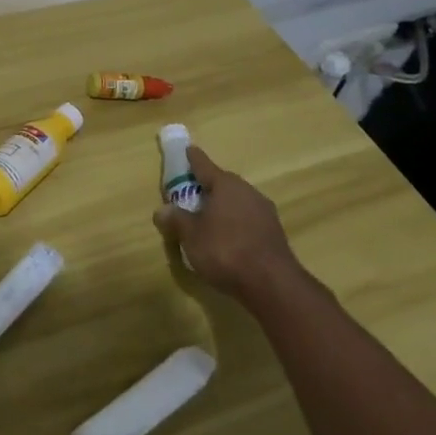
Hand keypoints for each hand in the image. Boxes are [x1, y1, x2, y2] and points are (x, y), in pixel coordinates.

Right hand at [153, 146, 301, 304]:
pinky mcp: (274, 234)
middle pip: (222, 184)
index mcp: (226, 185)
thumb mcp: (190, 235)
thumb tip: (162, 210)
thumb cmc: (225, 250)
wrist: (273, 285)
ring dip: (222, 207)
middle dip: (206, 187)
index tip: (188, 149)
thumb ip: (175, 220)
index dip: (193, 158)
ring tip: (206, 220)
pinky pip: (247, 220)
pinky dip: (234, 224)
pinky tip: (226, 239)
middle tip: (190, 194)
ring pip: (236, 203)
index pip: (204, 165)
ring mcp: (264, 213)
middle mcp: (247, 192)